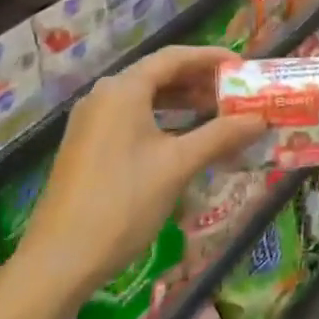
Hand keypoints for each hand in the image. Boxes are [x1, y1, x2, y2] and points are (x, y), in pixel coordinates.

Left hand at [16, 46, 266, 297]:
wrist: (59, 261)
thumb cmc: (123, 202)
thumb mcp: (177, 166)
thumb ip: (220, 136)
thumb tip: (259, 119)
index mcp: (123, 89)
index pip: (174, 57)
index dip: (210, 57)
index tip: (241, 66)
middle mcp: (104, 95)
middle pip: (158, 75)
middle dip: (198, 81)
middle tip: (233, 92)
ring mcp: (91, 121)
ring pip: (144, 98)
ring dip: (180, 102)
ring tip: (214, 113)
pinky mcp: (86, 145)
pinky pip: (130, 118)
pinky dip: (160, 119)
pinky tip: (181, 138)